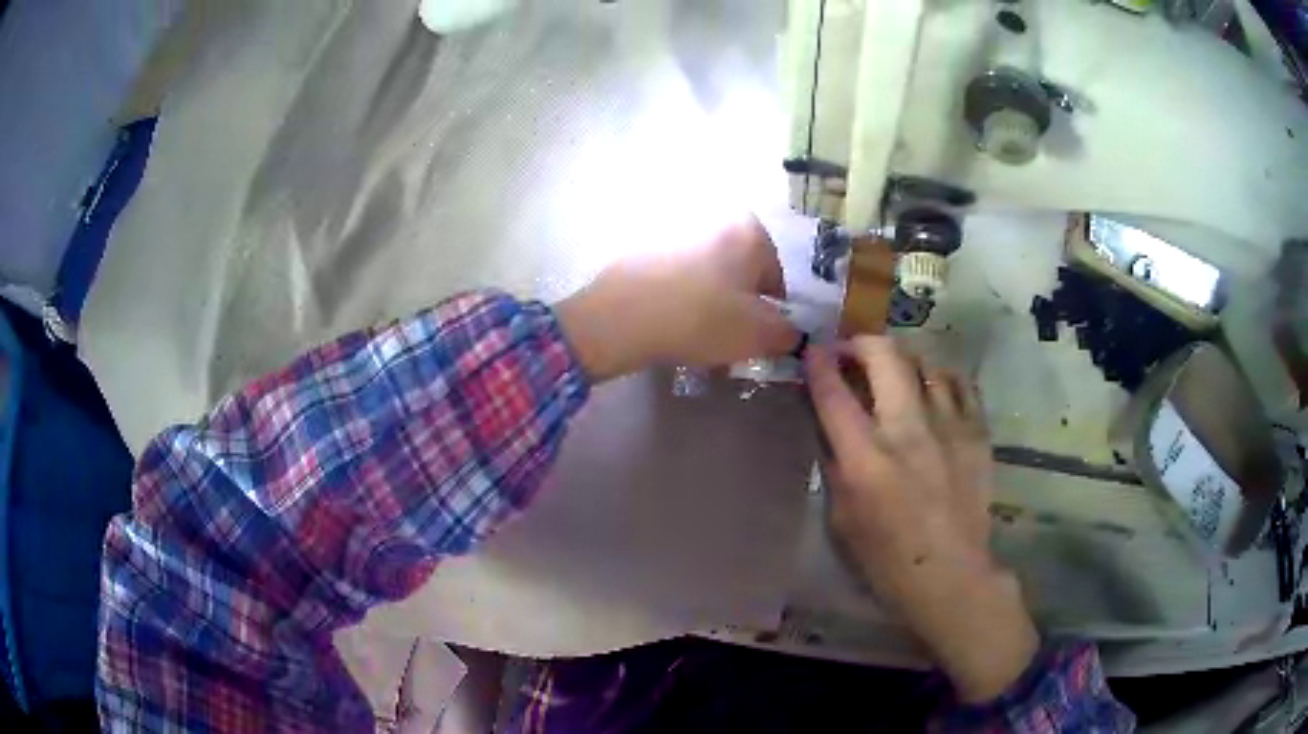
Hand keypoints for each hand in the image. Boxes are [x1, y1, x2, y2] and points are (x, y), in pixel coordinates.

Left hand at [555, 217, 800, 381]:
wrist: (619, 318)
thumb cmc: (701, 319)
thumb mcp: (758, 335)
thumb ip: (787, 334)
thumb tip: (791, 333)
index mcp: (749, 231)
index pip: (775, 281)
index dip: (768, 316)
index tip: (752, 340)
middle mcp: (714, 220)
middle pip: (740, 277)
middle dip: (737, 309)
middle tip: (724, 341)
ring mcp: (675, 231)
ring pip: (708, 279)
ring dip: (709, 306)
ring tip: (694, 338)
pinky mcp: (643, 248)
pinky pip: (676, 279)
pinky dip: (680, 299)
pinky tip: (669, 326)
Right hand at [805, 337, 1038, 702]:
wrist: (952, 575)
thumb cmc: (887, 560)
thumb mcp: (843, 520)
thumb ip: (836, 467)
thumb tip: (832, 428)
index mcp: (866, 459)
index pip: (834, 394)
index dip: (818, 363)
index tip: (813, 350)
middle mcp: (907, 430)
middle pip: (884, 356)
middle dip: (861, 342)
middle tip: (852, 351)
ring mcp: (949, 426)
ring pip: (926, 361)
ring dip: (903, 357)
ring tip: (895, 367)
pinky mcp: (977, 432)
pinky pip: (960, 383)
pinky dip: (941, 376)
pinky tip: (933, 386)